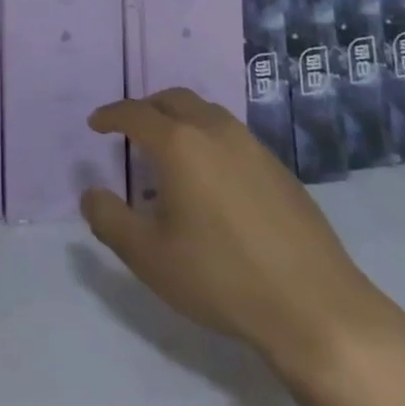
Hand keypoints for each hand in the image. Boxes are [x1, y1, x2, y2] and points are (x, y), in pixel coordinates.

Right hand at [80, 90, 389, 364]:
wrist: (314, 306)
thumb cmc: (221, 278)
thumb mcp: (150, 258)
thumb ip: (110, 221)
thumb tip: (90, 193)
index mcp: (180, 144)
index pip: (136, 114)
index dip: (111, 115)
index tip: (96, 123)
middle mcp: (215, 130)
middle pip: (173, 100)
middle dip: (147, 108)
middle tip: (131, 129)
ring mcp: (252, 145)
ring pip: (206, 112)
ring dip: (180, 119)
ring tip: (169, 149)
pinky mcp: (278, 167)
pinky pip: (231, 134)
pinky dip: (208, 138)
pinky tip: (211, 177)